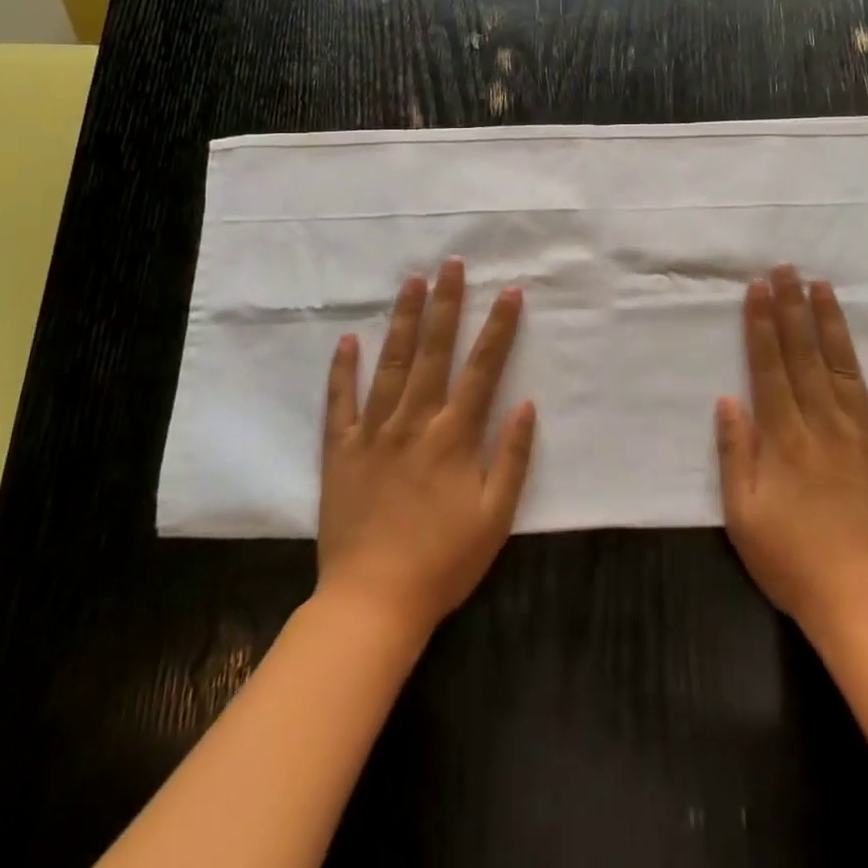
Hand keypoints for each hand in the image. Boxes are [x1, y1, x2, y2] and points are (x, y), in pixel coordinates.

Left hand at [317, 259, 536, 639]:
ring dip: (402, 320)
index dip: (498, 328)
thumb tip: (527, 403)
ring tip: (410, 282)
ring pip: (390, 364)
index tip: (509, 292)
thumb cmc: (443, 562)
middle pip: (433, 352)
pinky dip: (344, 370)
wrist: (372, 602)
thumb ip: (513, 457)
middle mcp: (414, 422)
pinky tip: (348, 340)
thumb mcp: (495, 517)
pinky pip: (341, 402)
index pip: (482, 369)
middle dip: (445, 304)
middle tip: (451, 265)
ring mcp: (373, 432)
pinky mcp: (340, 450)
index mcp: (454, 436)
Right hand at [716, 264, 867, 647]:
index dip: (763, 325)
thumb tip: (728, 399)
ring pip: (845, 370)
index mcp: (786, 439)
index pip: (770, 368)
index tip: (759, 288)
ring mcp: (867, 439)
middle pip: (805, 357)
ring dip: (832, 326)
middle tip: (787, 269)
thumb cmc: (794, 562)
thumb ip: (736, 454)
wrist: (867, 608)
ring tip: (823, 288)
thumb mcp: (744, 516)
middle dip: (793, 309)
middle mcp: (825, 426)